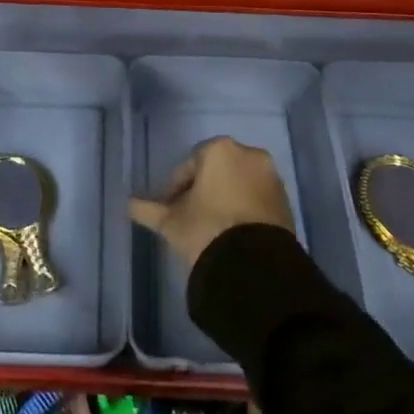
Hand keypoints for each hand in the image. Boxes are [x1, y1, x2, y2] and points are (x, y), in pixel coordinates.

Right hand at [129, 137, 295, 270]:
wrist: (254, 264)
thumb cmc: (206, 228)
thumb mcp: (171, 221)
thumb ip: (148, 209)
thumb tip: (128, 203)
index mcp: (220, 149)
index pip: (189, 164)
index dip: (175, 187)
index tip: (170, 208)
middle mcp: (249, 154)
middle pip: (216, 171)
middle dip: (203, 190)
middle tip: (190, 216)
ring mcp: (271, 177)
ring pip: (238, 183)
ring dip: (224, 199)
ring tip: (211, 227)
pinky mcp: (285, 201)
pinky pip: (256, 199)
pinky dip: (244, 209)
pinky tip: (232, 232)